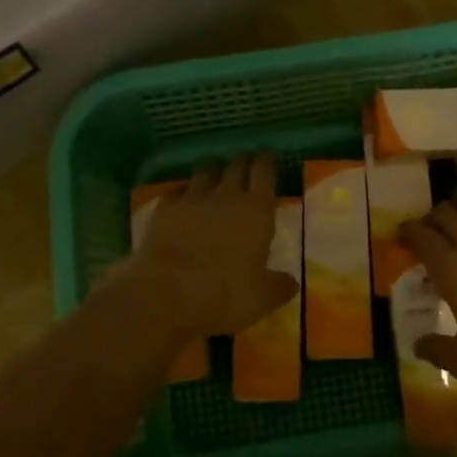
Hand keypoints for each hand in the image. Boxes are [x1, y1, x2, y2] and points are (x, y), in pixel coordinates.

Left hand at [113, 154, 297, 339]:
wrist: (166, 293)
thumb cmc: (224, 294)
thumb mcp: (262, 298)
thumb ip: (279, 286)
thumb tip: (291, 282)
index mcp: (257, 211)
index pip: (264, 172)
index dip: (267, 161)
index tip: (268, 157)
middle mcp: (226, 195)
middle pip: (236, 165)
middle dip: (242, 162)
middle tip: (245, 164)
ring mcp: (192, 199)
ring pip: (205, 171)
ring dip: (213, 170)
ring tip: (214, 174)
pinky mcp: (164, 208)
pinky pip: (177, 190)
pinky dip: (184, 190)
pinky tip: (183, 197)